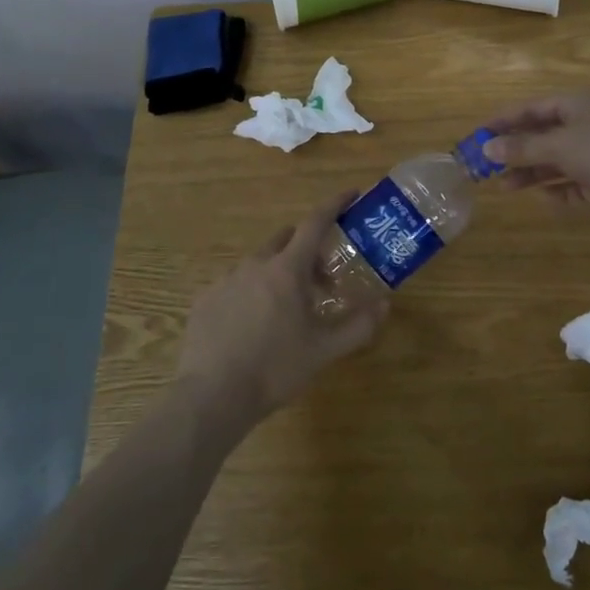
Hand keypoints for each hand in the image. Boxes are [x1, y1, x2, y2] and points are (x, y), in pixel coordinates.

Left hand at [175, 191, 389, 427]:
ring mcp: (226, 280)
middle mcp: (255, 264)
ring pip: (259, 263)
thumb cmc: (275, 369)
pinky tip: (253, 326)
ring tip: (287, 310)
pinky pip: (235, 285)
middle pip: (286, 240)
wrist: (212, 396)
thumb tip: (384, 304)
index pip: (315, 222)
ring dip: (279, 273)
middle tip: (323, 281)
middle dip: (308, 250)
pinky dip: (251, 293)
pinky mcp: (205, 300)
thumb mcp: (324, 350)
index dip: (334, 205)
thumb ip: (358, 326)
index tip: (350, 194)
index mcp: (287, 269)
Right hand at [481, 92, 589, 219]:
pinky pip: (575, 183)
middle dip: (515, 150)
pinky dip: (558, 189)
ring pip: (556, 160)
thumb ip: (522, 148)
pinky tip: (543, 198)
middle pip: (542, 134)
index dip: (503, 120)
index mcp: (576, 103)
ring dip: (531, 172)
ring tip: (505, 187)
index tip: (477, 135)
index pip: (531, 107)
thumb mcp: (559, 146)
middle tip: (485, 166)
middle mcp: (587, 123)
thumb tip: (486, 148)